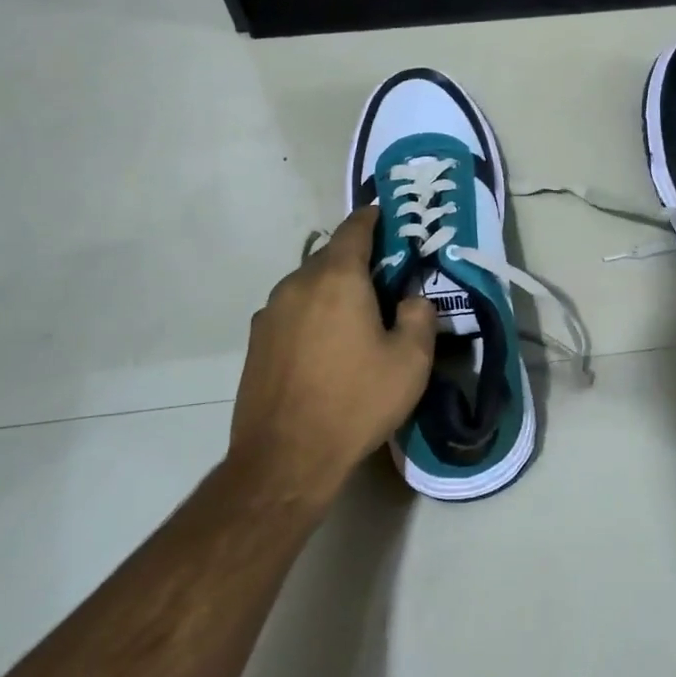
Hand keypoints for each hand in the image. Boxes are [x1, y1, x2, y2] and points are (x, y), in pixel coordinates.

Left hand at [227, 207, 436, 504]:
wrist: (285, 459)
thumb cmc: (356, 402)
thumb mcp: (411, 361)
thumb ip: (419, 317)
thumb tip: (411, 300)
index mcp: (336, 278)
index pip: (355, 228)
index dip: (373, 218)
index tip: (389, 218)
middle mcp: (297, 284)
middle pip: (330, 256)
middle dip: (357, 261)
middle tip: (384, 281)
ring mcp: (270, 313)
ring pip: (308, 285)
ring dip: (333, 290)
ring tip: (356, 319)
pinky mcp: (256, 341)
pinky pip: (292, 312)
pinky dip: (312, 314)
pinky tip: (326, 348)